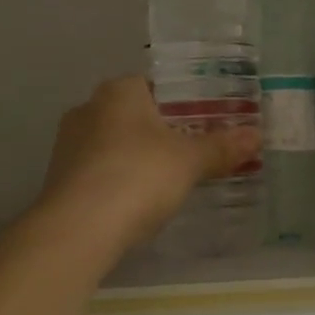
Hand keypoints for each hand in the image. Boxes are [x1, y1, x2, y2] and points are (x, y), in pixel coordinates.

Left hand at [39, 76, 259, 249]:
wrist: (78, 229)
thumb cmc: (138, 176)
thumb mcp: (189, 161)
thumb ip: (221, 147)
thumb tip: (256, 135)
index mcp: (119, 91)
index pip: (155, 86)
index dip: (182, 103)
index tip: (205, 124)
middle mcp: (88, 108)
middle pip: (134, 115)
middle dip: (160, 132)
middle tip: (192, 153)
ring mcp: (68, 144)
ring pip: (114, 144)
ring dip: (137, 158)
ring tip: (168, 181)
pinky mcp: (58, 178)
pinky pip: (99, 171)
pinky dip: (118, 181)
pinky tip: (136, 202)